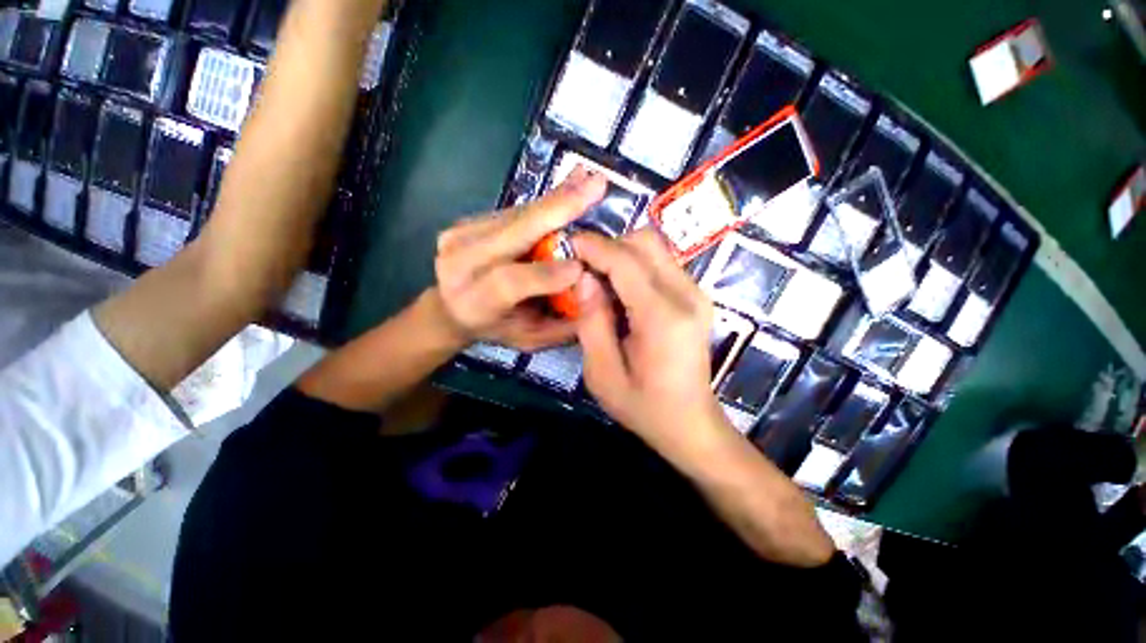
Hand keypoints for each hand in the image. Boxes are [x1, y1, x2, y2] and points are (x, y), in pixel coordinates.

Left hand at [434, 168, 606, 350]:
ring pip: (517, 214)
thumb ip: (560, 325)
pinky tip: (569, 186)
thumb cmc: (498, 328)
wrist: (451, 308)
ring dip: (556, 197)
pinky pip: (514, 211)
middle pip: (511, 232)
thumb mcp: (530, 339)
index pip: (508, 282)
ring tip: (588, 178)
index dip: (544, 274)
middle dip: (557, 209)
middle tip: (596, 186)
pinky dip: (545, 201)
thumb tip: (593, 293)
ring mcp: (459, 236)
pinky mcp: (466, 221)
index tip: (581, 267)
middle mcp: (459, 264)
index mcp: (474, 302)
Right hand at [573, 229, 729, 457]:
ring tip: (601, 281)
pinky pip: (662, 263)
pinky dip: (636, 266)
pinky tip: (621, 292)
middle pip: (646, 242)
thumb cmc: (643, 406)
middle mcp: (686, 295)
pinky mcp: (697, 297)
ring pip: (655, 247)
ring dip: (623, 254)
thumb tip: (584, 277)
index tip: (568, 243)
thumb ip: (591, 321)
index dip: (594, 246)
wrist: (690, 422)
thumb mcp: (602, 373)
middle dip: (610, 246)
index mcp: (662, 317)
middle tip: (585, 269)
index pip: (626, 261)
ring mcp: (696, 293)